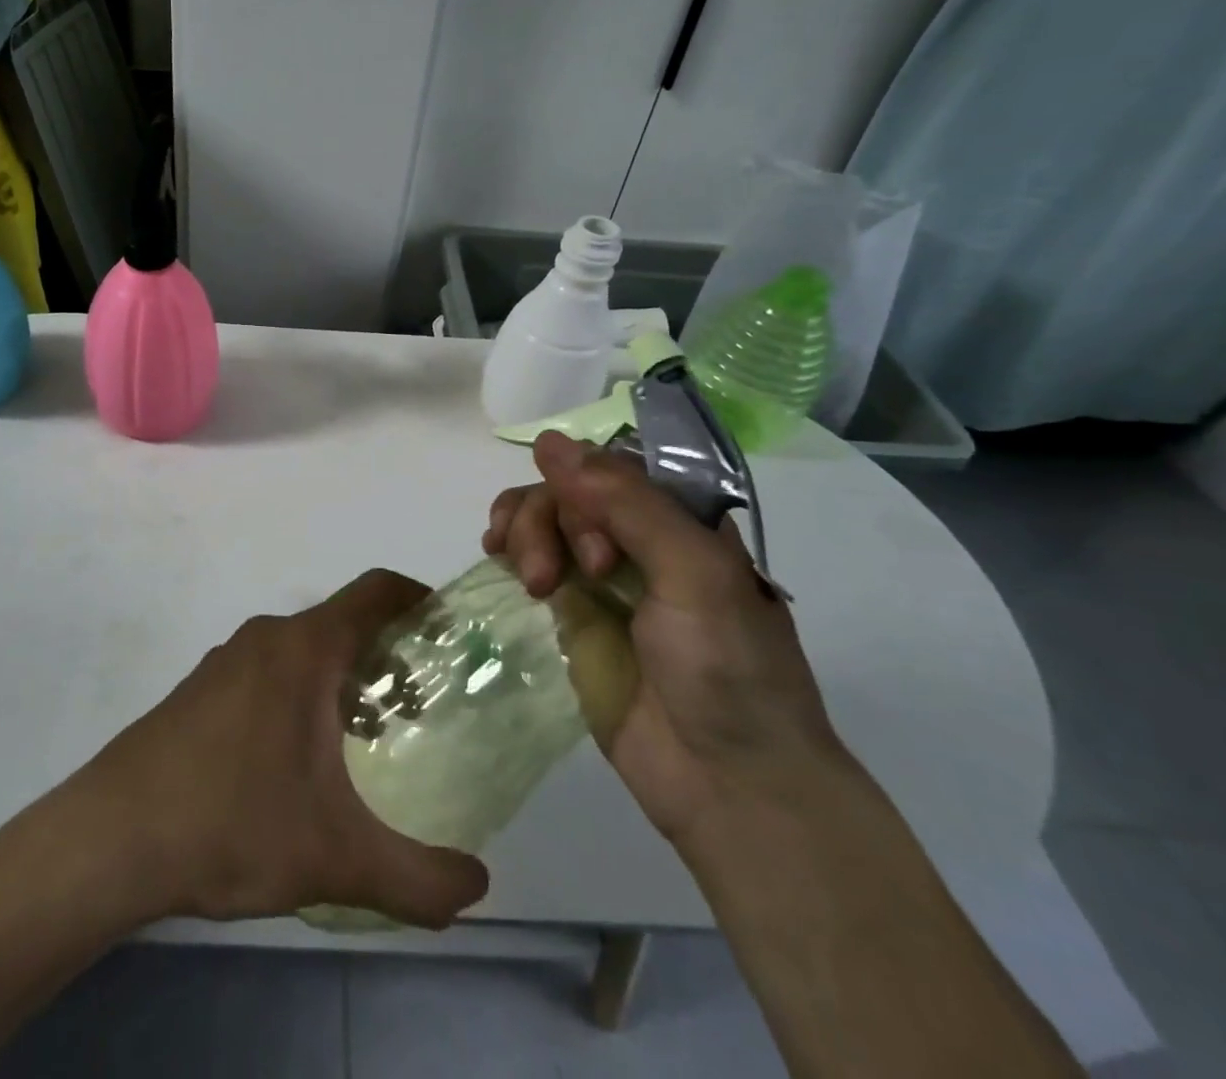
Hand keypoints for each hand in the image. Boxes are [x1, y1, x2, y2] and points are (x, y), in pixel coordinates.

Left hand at [51, 571, 490, 928]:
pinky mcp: (201, 688)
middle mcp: (267, 637)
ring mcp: (227, 659)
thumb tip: (478, 886)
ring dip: (343, 678)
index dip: (421, 599)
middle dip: (388, 655)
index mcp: (305, 649)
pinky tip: (300, 760)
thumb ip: (419, 879)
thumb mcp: (337, 859)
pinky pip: (269, 670)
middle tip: (420, 708)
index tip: (451, 634)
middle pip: (343, 622)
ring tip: (367, 740)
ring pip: (304, 649)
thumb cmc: (231, 824)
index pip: (376, 591)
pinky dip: (302, 693)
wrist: (112, 836)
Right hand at [483, 431, 852, 847]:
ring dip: (524, 531)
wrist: (728, 784)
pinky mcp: (572, 614)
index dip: (587, 485)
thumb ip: (625, 503)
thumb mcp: (693, 572)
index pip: (614, 466)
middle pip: (570, 491)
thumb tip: (549, 441)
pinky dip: (510, 548)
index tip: (592, 539)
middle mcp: (640, 540)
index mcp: (683, 522)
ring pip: (543, 518)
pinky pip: (531, 559)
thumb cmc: (728, 670)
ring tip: (530, 578)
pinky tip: (497, 556)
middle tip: (563, 577)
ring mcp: (602, 578)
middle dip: (552, 520)